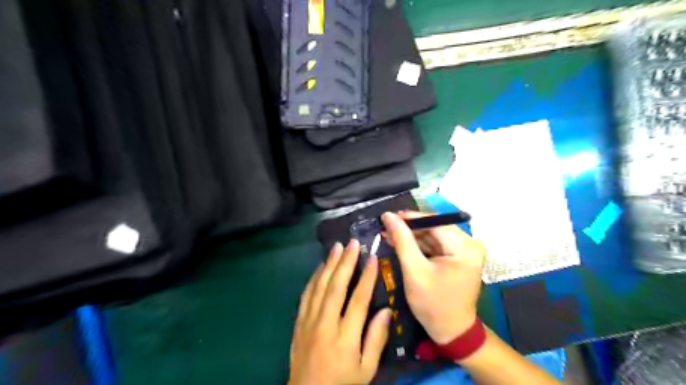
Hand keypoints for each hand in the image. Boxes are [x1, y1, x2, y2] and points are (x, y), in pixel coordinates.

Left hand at [288, 239, 390, 383]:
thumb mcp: (366, 369)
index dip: (366, 277)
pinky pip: (306, 294)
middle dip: (345, 262)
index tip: (372, 257)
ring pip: (319, 286)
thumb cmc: (342, 383)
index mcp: (345, 337)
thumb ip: (376, 339)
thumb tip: (386, 310)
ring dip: (329, 264)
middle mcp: (325, 324)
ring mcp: (309, 321)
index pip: (358, 300)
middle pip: (336, 286)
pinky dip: (314, 278)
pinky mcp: (299, 322)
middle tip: (352, 243)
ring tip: (337, 247)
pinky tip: (320, 267)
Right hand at [380, 213, 487, 344]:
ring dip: (411, 236)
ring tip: (388, 234)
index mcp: (464, 247)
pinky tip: (401, 243)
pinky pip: (435, 244)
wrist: (451, 331)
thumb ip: (402, 241)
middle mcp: (469, 244)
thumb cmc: (433, 304)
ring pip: (433, 235)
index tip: (387, 217)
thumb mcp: (414, 271)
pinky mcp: (458, 257)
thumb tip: (388, 216)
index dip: (410, 218)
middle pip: (434, 227)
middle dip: (409, 228)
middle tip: (385, 227)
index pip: (435, 222)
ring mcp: (464, 251)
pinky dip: (418, 245)